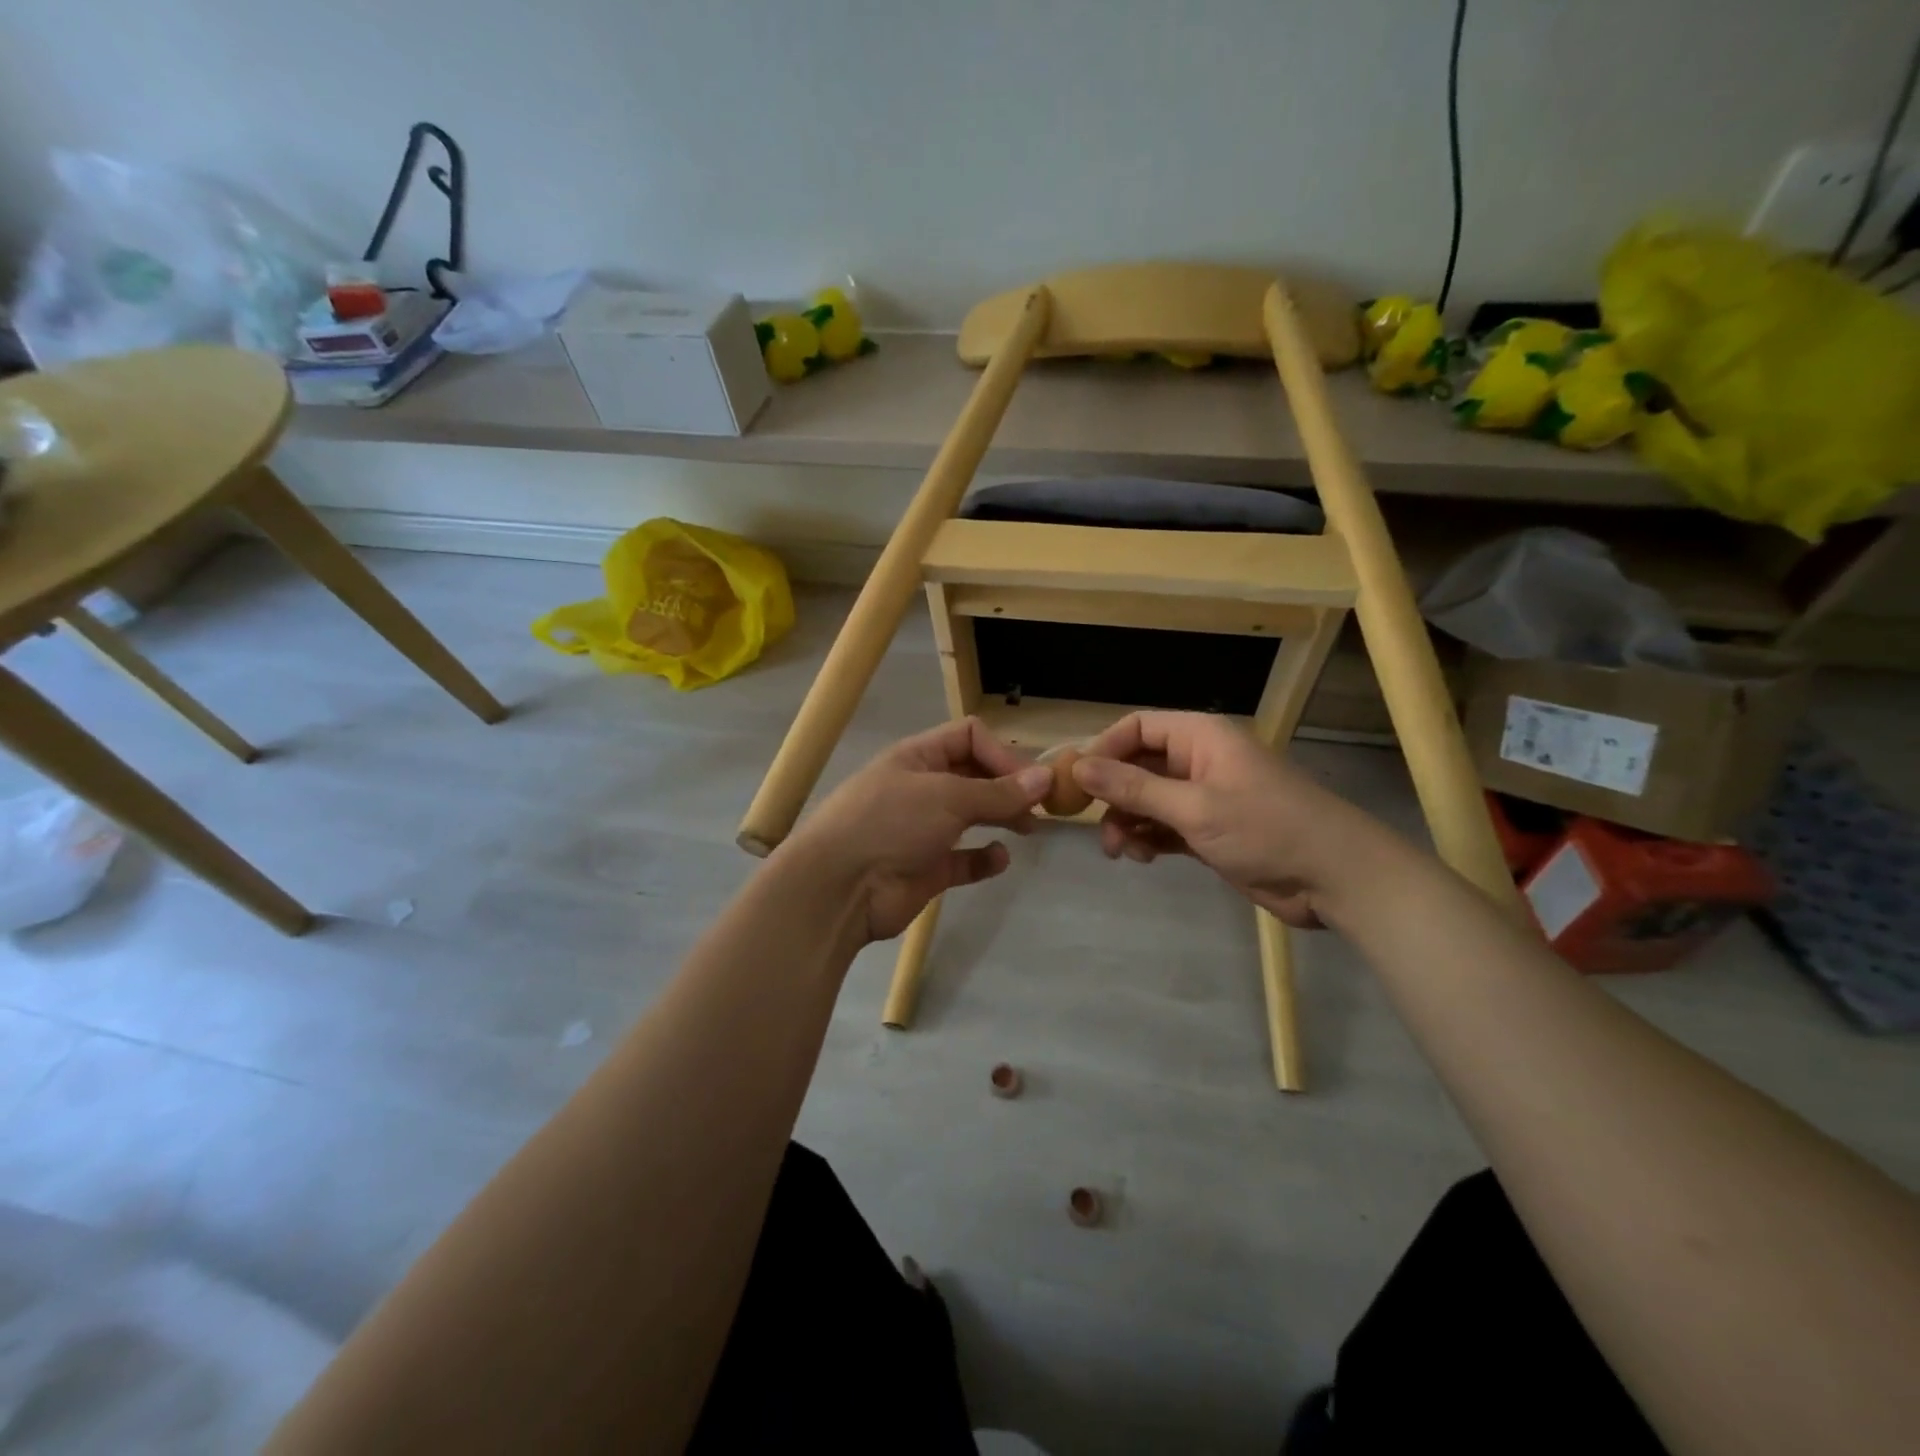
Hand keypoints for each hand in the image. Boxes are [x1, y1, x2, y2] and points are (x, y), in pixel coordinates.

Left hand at [781, 718, 1053, 941]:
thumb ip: (999, 791)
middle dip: (1008, 787)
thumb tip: (1046, 777)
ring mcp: (924, 829)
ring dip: (1001, 818)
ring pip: (972, 816)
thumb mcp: (947, 797)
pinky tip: (998, 859)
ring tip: (1028, 829)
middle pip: (975, 776)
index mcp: (919, 757)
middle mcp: (922, 788)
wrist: (840, 887)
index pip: (969, 737)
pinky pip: (963, 858)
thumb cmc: (890, 823)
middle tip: (1041, 807)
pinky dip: (983, 858)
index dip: (1002, 753)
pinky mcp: (927, 868)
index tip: (1030, 781)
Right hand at [1071, 711, 1384, 928]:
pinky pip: (1163, 826)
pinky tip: (1143, 857)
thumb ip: (1134, 788)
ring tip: (1122, 851)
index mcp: (1200, 737)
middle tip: (1095, 826)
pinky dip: (1148, 839)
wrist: (1335, 878)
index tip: (1076, 783)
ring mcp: (1204, 797)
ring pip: (1147, 800)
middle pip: (1137, 765)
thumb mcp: (1194, 807)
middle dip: (1113, 794)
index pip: (1137, 727)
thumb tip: (1079, 767)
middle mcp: (1198, 761)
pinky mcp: (1209, 830)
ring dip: (1128, 822)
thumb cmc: (1266, 829)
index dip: (1104, 750)